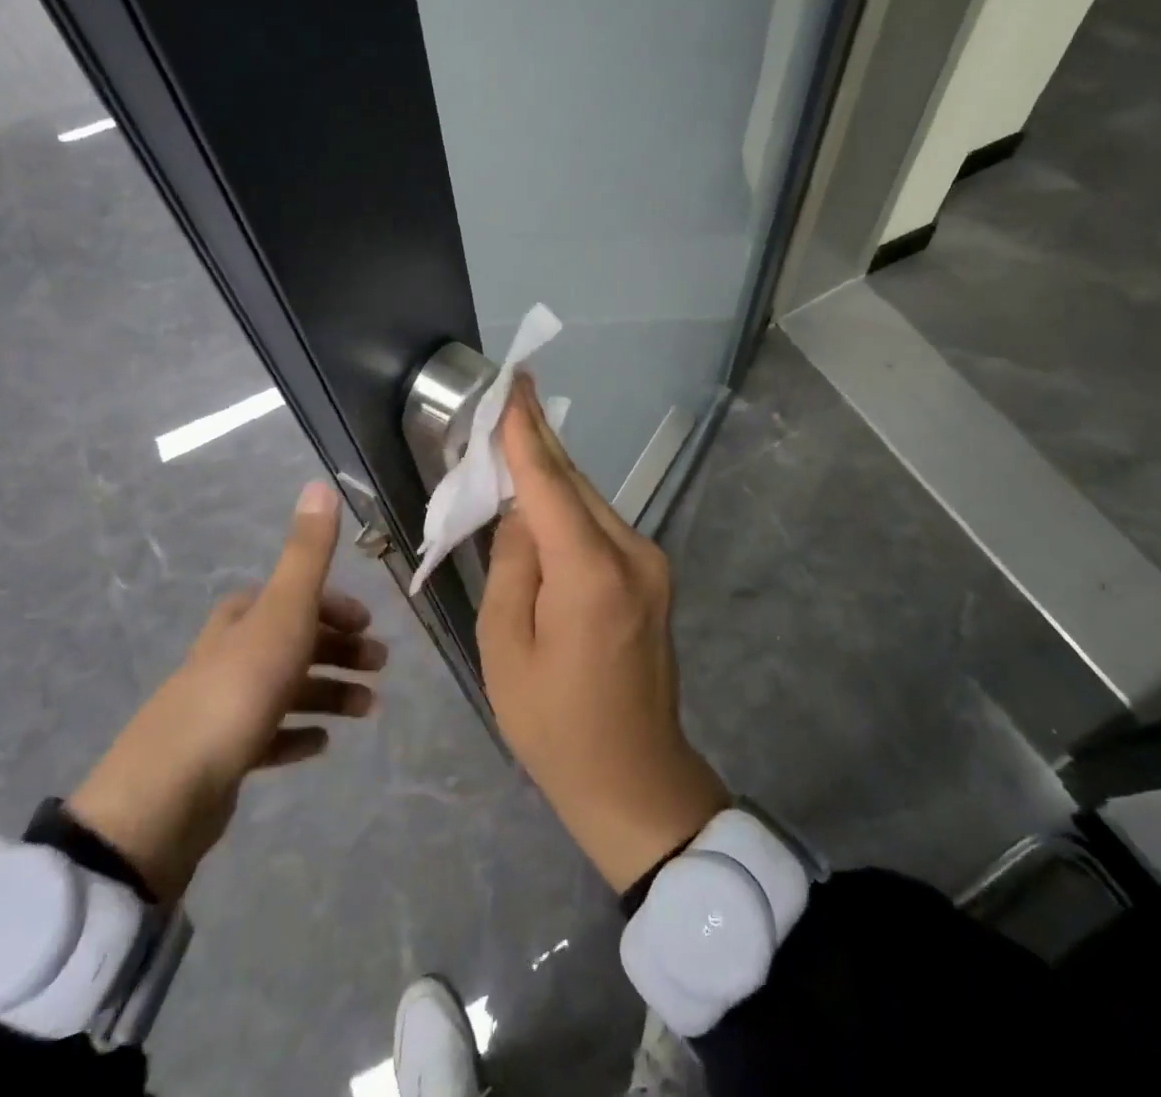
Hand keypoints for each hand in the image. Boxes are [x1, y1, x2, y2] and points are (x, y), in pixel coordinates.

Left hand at [67, 481, 385, 901]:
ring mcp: (221, 707)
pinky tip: (320, 744)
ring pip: (286, 689)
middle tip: (379, 667)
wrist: (169, 793)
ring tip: (366, 710)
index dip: (332, 605)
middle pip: (293, 641)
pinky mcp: (219, 756)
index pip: (290, 597)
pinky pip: (268, 736)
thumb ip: (307, 553)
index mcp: (241, 619)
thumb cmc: (239, 689)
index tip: (367, 624)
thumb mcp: (283, 613)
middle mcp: (228, 655)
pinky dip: (297, 734)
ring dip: (330, 693)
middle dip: (339, 649)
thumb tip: (320, 483)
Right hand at [479, 377, 728, 890]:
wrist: (634, 778)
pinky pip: (602, 527)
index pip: (549, 483)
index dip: (526, 431)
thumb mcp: (506, 647)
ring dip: (552, 477)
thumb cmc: (554, 724)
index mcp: (591, 573)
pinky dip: (570, 509)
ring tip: (513, 448)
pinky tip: (542, 504)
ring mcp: (652, 564)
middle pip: (575, 483)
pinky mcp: (655, 576)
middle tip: (505, 402)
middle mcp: (632, 553)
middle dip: (537, 444)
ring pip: (591, 501)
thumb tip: (519, 513)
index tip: (514, 382)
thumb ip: (511, 566)